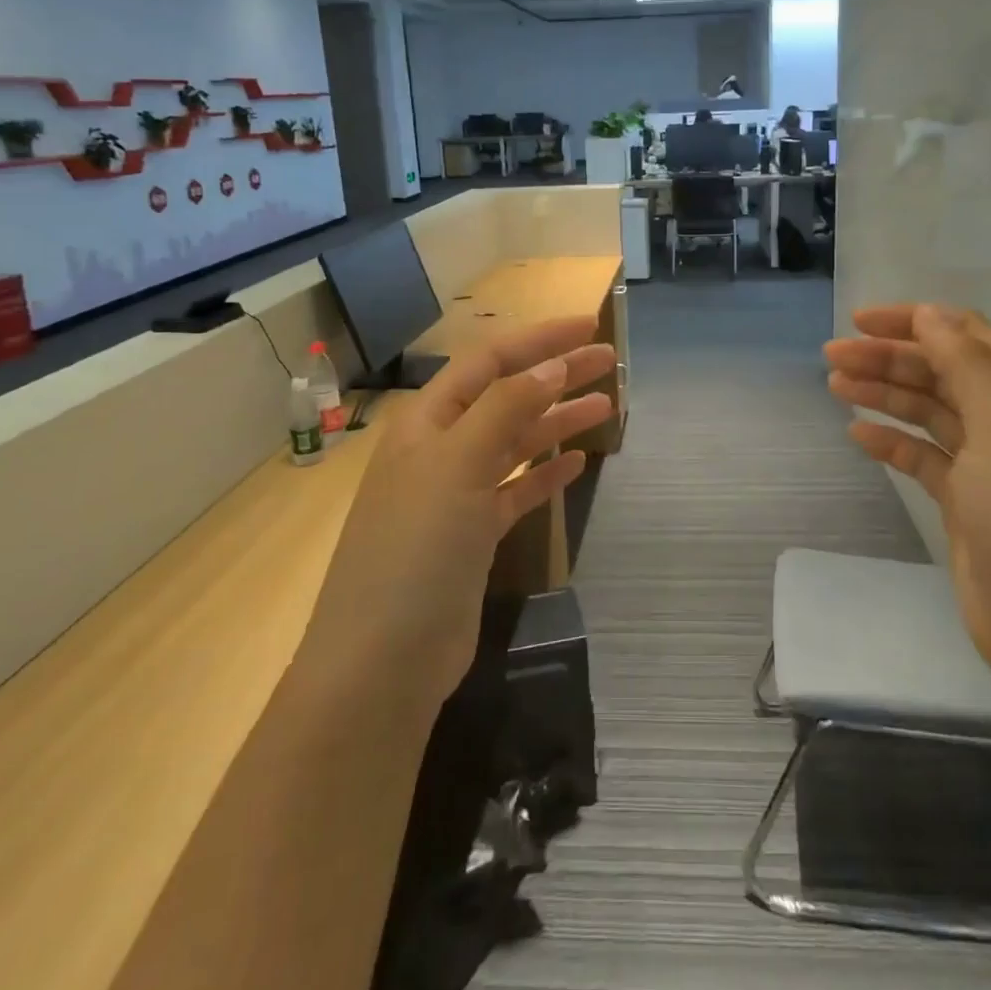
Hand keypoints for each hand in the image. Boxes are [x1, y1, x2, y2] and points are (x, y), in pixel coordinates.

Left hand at [307, 317, 613, 715]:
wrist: (382, 662)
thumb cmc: (415, 549)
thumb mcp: (458, 465)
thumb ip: (507, 409)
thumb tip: (551, 365)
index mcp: (427, 421)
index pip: (489, 362)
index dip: (538, 340)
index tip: (587, 327)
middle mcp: (440, 449)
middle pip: (507, 397)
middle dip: (555, 375)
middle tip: (608, 361)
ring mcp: (454, 495)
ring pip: (514, 442)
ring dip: (556, 420)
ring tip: (606, 404)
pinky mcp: (471, 536)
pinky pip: (515, 489)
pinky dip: (544, 473)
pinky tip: (576, 462)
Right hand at [825, 305, 990, 700]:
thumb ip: (967, 365)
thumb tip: (930, 314)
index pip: (967, 336)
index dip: (915, 321)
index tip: (861, 321)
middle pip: (941, 371)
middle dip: (888, 357)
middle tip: (832, 355)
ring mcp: (986, 463)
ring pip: (927, 411)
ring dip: (883, 393)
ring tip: (835, 385)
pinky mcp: (964, 501)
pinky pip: (921, 456)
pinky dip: (890, 441)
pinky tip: (858, 435)